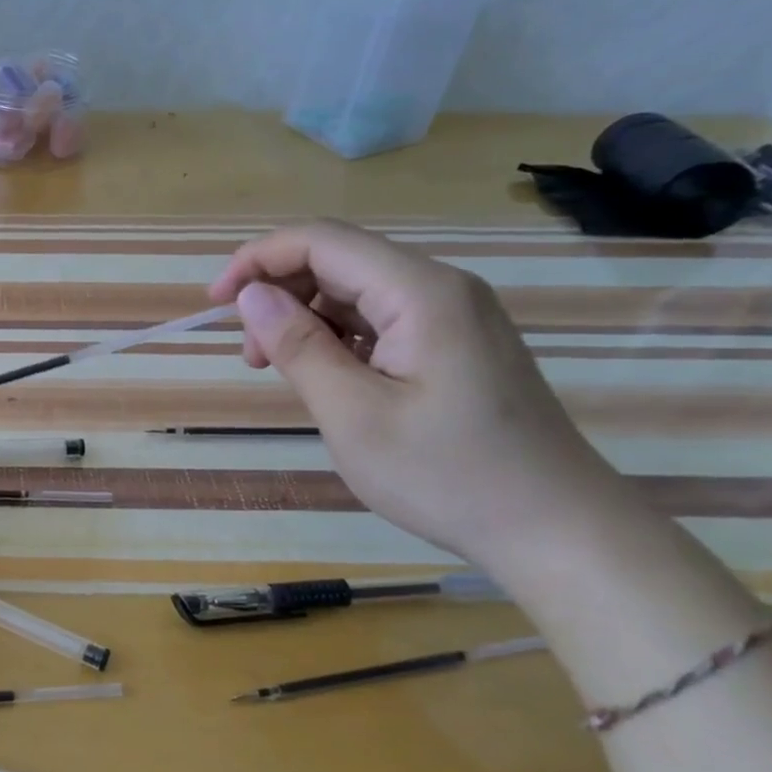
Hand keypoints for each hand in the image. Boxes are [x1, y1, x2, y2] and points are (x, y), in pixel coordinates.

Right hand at [209, 220, 621, 568]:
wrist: (557, 529)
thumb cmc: (447, 476)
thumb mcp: (353, 416)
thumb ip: (298, 347)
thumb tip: (250, 295)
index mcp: (420, 293)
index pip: (322, 241)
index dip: (258, 259)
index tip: (214, 302)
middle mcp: (440, 288)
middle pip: (339, 260)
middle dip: (278, 292)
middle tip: (249, 354)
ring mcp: (454, 315)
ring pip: (357, 290)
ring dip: (305, 318)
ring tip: (279, 369)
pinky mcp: (456, 343)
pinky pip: (380, 318)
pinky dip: (337, 337)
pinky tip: (326, 376)